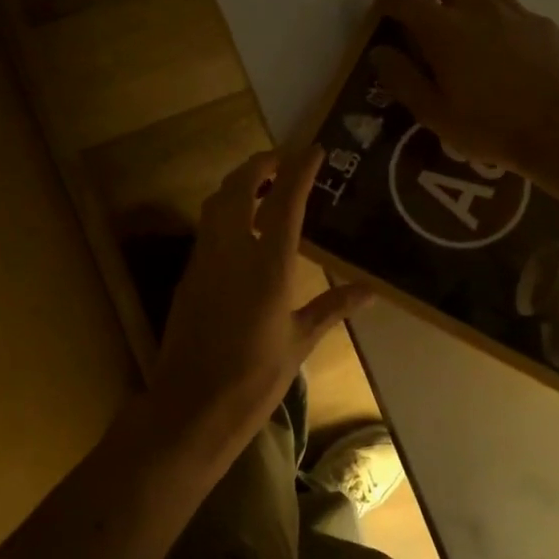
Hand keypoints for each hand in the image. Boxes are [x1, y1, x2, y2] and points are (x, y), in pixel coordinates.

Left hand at [147, 146, 372, 461]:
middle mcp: (233, 252)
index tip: (313, 151)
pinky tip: (244, 229)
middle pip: (240, 188)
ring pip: (217, 204)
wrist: (191, 407)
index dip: (299, 170)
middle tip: (282, 161)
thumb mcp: (300, 342)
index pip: (285, 202)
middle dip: (260, 165)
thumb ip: (332, 308)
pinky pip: (208, 229)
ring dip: (239, 185)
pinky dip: (226, 213)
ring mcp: (205, 262)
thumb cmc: (255, 378)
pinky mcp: (189, 276)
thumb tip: (369, 291)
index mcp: (269, 267)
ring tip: (264, 188)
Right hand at [368, 0, 558, 178]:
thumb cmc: (491, 127)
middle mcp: (477, 8)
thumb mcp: (435, 114)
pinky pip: (510, 2)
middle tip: (420, 8)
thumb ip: (403, 79)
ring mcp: (513, 12)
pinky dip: (494, 10)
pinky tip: (499, 41)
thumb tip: (380, 52)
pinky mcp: (541, 23)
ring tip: (460, 13)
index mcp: (444, 30)